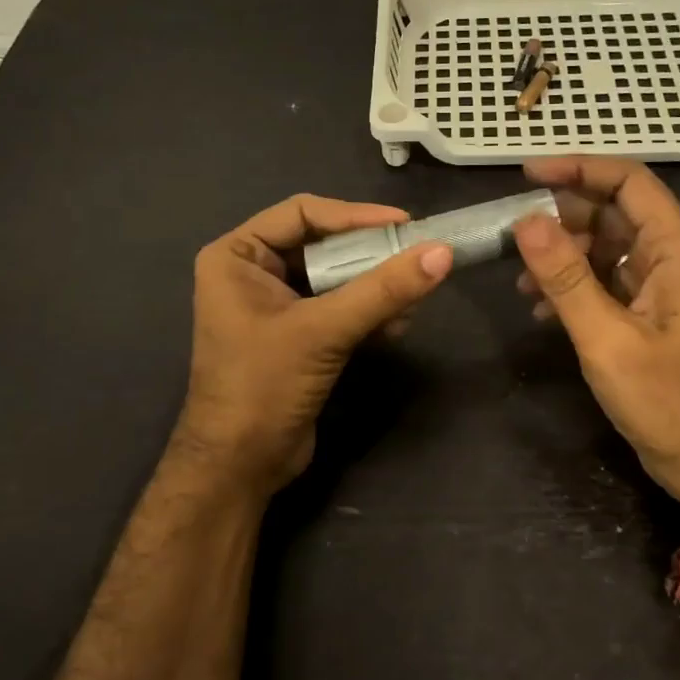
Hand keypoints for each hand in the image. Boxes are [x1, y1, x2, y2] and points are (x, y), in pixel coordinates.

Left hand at [176, 193, 452, 494]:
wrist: (240, 466)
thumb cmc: (263, 386)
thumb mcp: (323, 331)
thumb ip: (382, 290)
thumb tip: (442, 252)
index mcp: (237, 256)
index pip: (302, 213)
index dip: (355, 215)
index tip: (405, 224)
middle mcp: (252, 272)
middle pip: (322, 244)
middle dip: (369, 255)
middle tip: (416, 256)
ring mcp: (274, 305)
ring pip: (335, 278)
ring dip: (374, 287)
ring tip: (411, 300)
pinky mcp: (296, 335)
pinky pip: (338, 307)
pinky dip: (367, 312)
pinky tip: (397, 325)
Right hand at [511, 157, 679, 517]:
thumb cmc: (670, 403)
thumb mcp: (608, 339)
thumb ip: (566, 278)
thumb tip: (526, 220)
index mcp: (679, 251)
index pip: (629, 183)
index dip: (578, 169)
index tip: (526, 174)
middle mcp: (676, 260)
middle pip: (615, 214)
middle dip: (562, 220)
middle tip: (513, 236)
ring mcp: (666, 290)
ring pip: (608, 250)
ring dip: (564, 258)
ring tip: (522, 283)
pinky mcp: (654, 318)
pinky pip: (610, 284)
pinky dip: (576, 289)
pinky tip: (543, 312)